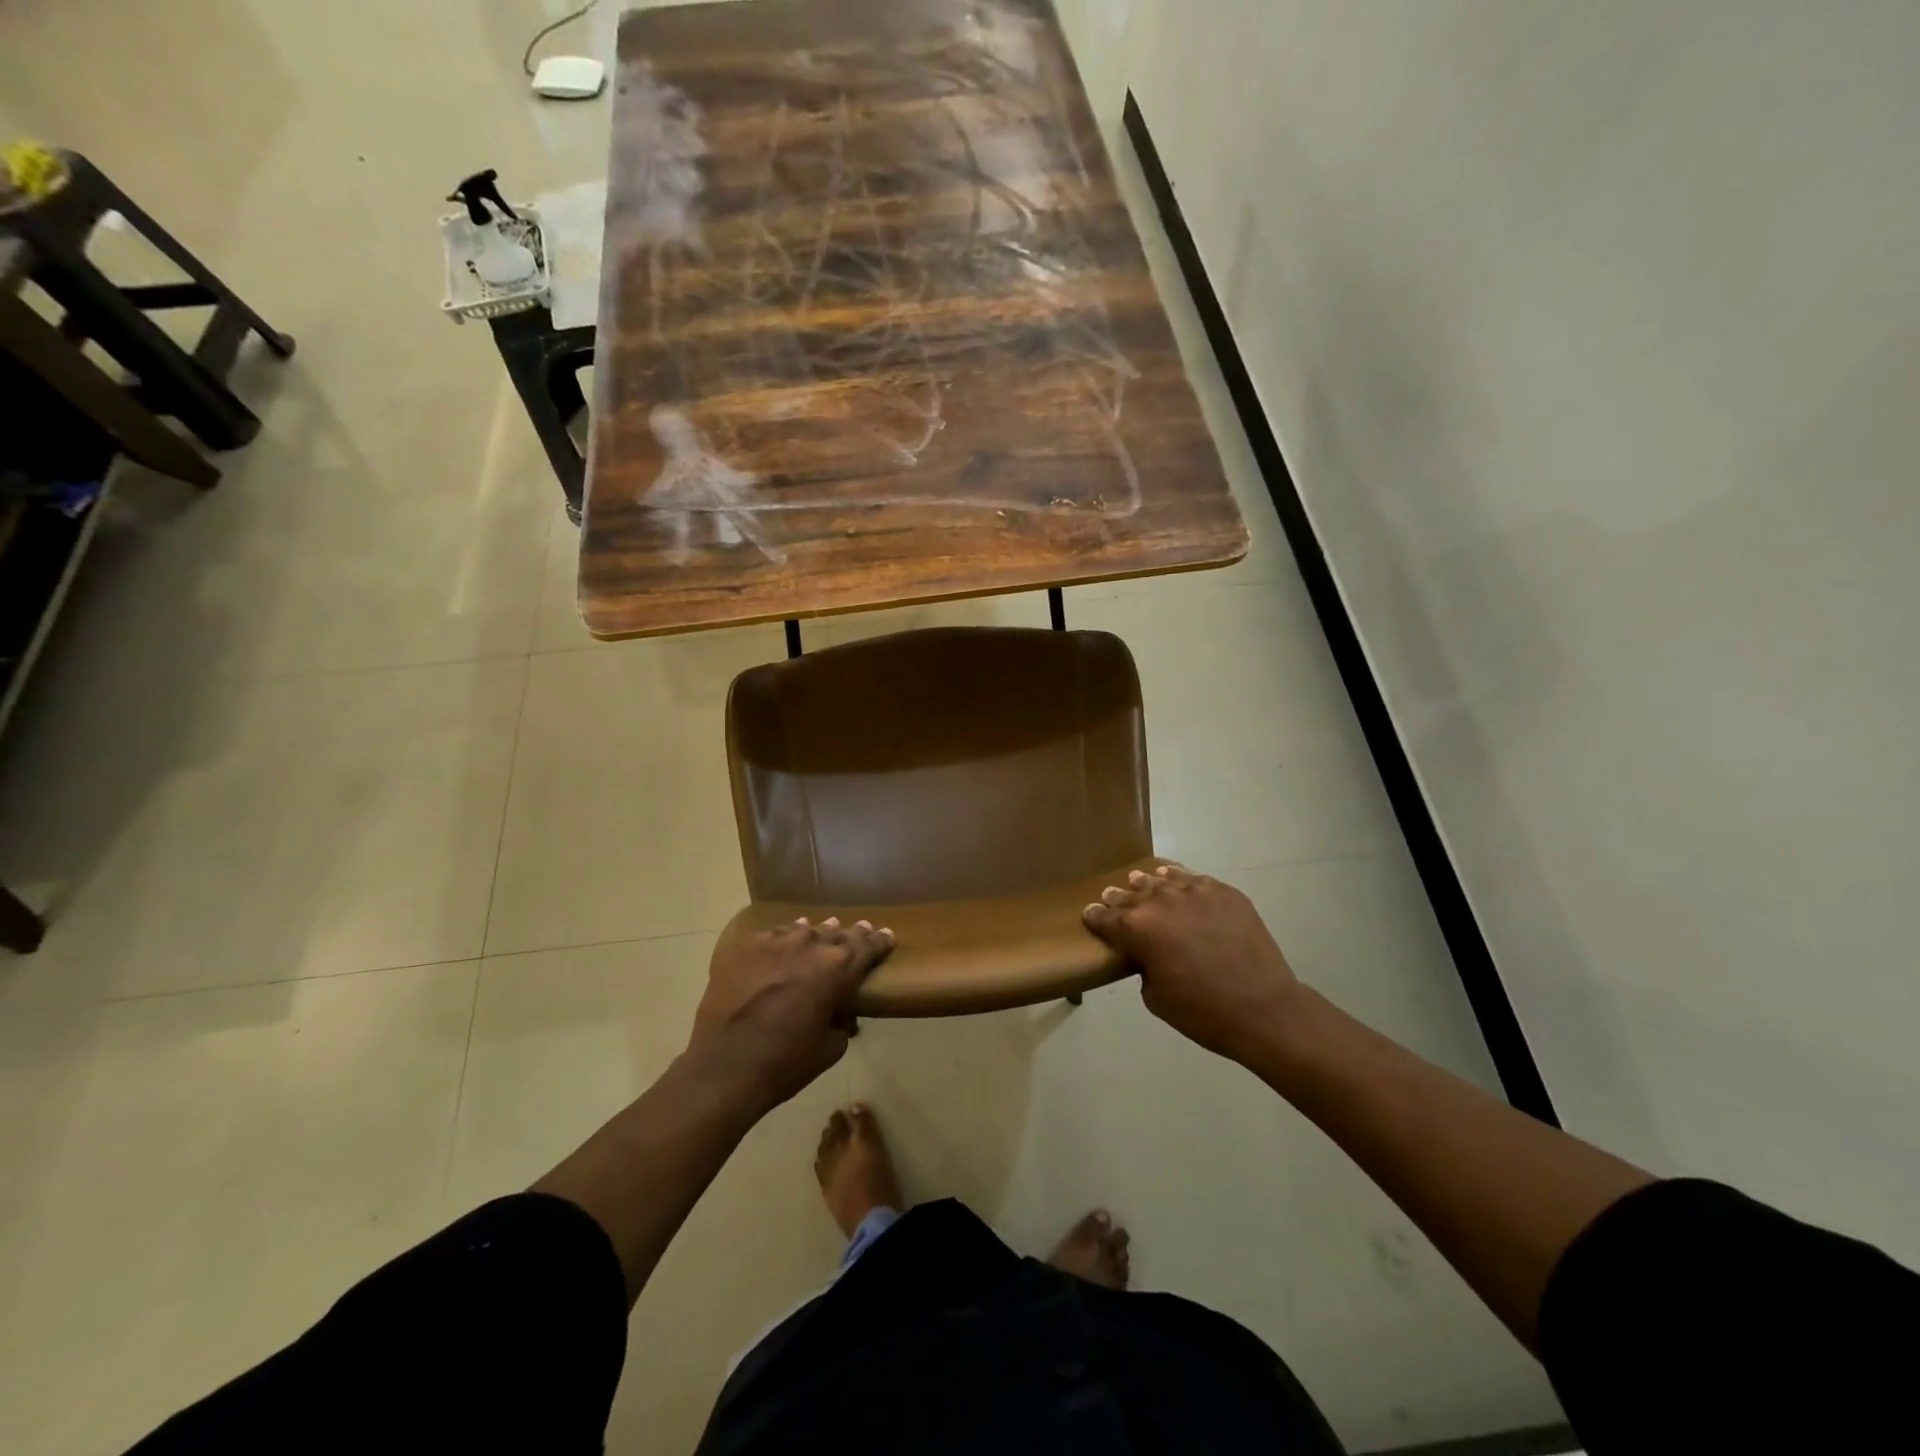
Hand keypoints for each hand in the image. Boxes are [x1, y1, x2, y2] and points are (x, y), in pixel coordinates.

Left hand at [688, 917, 893, 1112]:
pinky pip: (771, 936)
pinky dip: (780, 941)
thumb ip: (840, 1023)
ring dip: (814, 934)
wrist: (726, 1065)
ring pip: (803, 929)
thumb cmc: (786, 1062)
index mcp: (839, 968)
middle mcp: (811, 944)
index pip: (868, 945)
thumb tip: (838, 1016)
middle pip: (837, 932)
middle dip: (849, 934)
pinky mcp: (745, 946)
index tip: (887, 935)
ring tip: (817, 934)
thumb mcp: (830, 1049)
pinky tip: (778, 946)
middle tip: (858, 931)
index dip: (880, 941)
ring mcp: (775, 940)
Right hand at [1082, 864, 1305, 1065]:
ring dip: (1149, 884)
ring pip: (1162, 879)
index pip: (1105, 918)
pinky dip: (1182, 881)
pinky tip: (1179, 883)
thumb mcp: (1156, 998)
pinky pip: (1195, 879)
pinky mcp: (1225, 892)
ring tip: (1142, 882)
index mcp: (1137, 929)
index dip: (1095, 917)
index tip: (1089, 914)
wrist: (1264, 1009)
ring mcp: (1195, 892)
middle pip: (1131, 894)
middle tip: (1112, 897)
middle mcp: (1161, 901)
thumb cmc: (1203, 1012)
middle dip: (1119, 898)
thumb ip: (1144, 966)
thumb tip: (1149, 953)